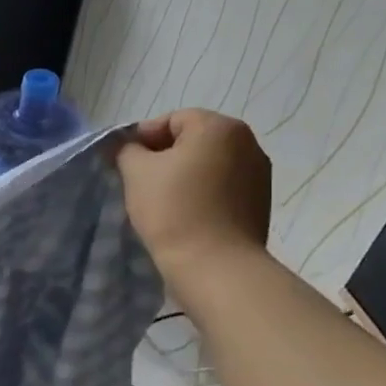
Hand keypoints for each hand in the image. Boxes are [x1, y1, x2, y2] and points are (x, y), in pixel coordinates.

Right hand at [115, 109, 271, 292]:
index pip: (172, 120)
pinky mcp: (260, 202)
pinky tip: (185, 213)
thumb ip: (126, 149)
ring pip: (209, 164)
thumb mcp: (136, 172)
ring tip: (161, 200)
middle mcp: (247, 143)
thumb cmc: (173, 209)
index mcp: (219, 127)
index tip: (124, 162)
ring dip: (184, 174)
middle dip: (164, 156)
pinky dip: (202, 192)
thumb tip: (124, 145)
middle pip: (194, 139)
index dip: (142, 137)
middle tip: (139, 181)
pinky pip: (223, 186)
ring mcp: (259, 174)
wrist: (214, 265)